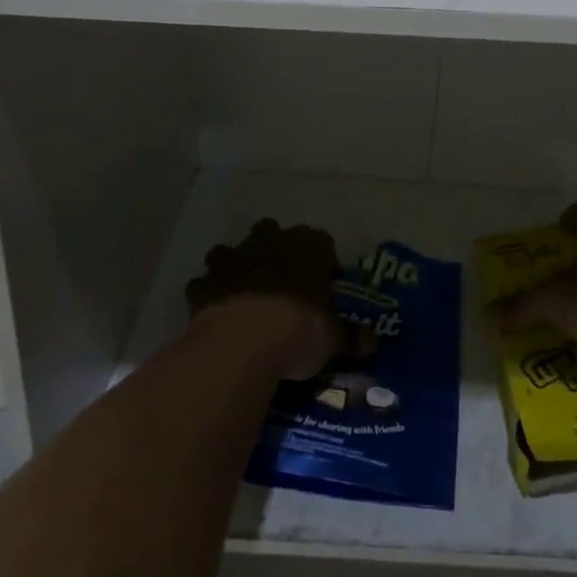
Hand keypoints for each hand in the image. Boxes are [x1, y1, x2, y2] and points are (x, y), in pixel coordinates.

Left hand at [185, 219, 340, 379]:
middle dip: (275, 251)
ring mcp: (232, 260)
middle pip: (272, 232)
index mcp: (306, 246)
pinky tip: (217, 314)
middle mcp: (269, 242)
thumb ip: (351, 336)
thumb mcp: (332, 338)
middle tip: (284, 283)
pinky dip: (209, 295)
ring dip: (237, 266)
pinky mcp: (203, 285)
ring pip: (232, 251)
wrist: (242, 343)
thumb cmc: (298, 330)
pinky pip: (205, 284)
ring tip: (245, 294)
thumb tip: (373, 341)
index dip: (324, 263)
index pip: (322, 243)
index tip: (326, 287)